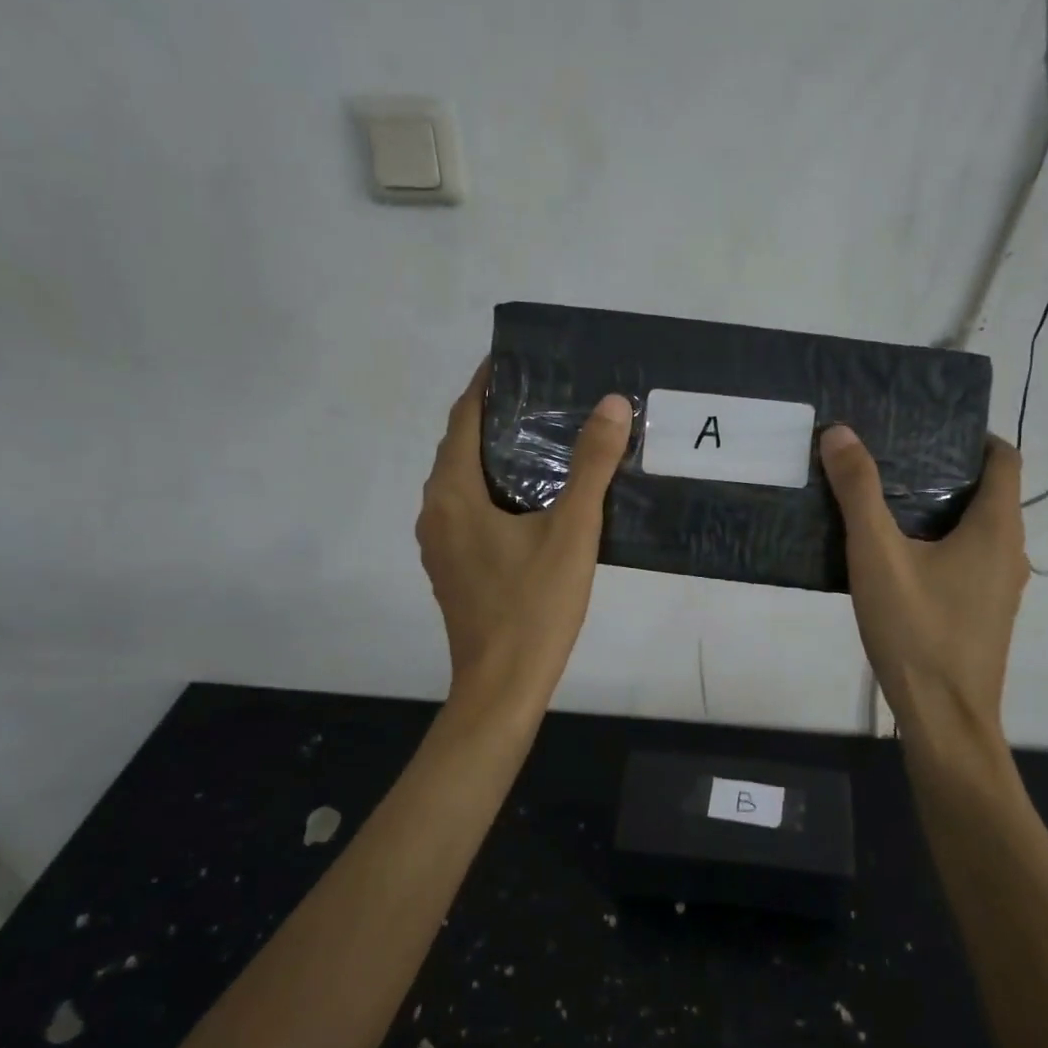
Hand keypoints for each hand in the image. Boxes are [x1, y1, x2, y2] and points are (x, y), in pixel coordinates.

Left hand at [416, 362, 632, 706]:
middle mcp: (435, 513)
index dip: (485, 385)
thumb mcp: (572, 531)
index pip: (462, 419)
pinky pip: (469, 511)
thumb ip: (591, 466)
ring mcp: (440, 545)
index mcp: (452, 495)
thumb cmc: (534, 606)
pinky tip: (532, 499)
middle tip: (542, 398)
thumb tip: (612, 404)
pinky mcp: (453, 569)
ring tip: (541, 440)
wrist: (502, 686)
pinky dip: (493, 490)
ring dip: (494, 456)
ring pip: (463, 482)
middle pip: (459, 448)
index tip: (515, 361)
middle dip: (494, 418)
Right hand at [820, 426, 1027, 738]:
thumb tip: (840, 432)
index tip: (928, 427)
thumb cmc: (917, 630)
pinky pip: (968, 559)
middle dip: (944, 470)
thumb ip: (859, 492)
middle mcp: (1011, 551)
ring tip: (885, 501)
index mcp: (997, 528)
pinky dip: (940, 544)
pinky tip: (895, 557)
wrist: (944, 717)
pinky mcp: (984, 612)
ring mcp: (1001, 586)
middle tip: (891, 459)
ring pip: (976, 529)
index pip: (1004, 458)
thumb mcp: (877, 555)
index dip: (972, 435)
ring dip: (939, 510)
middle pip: (988, 492)